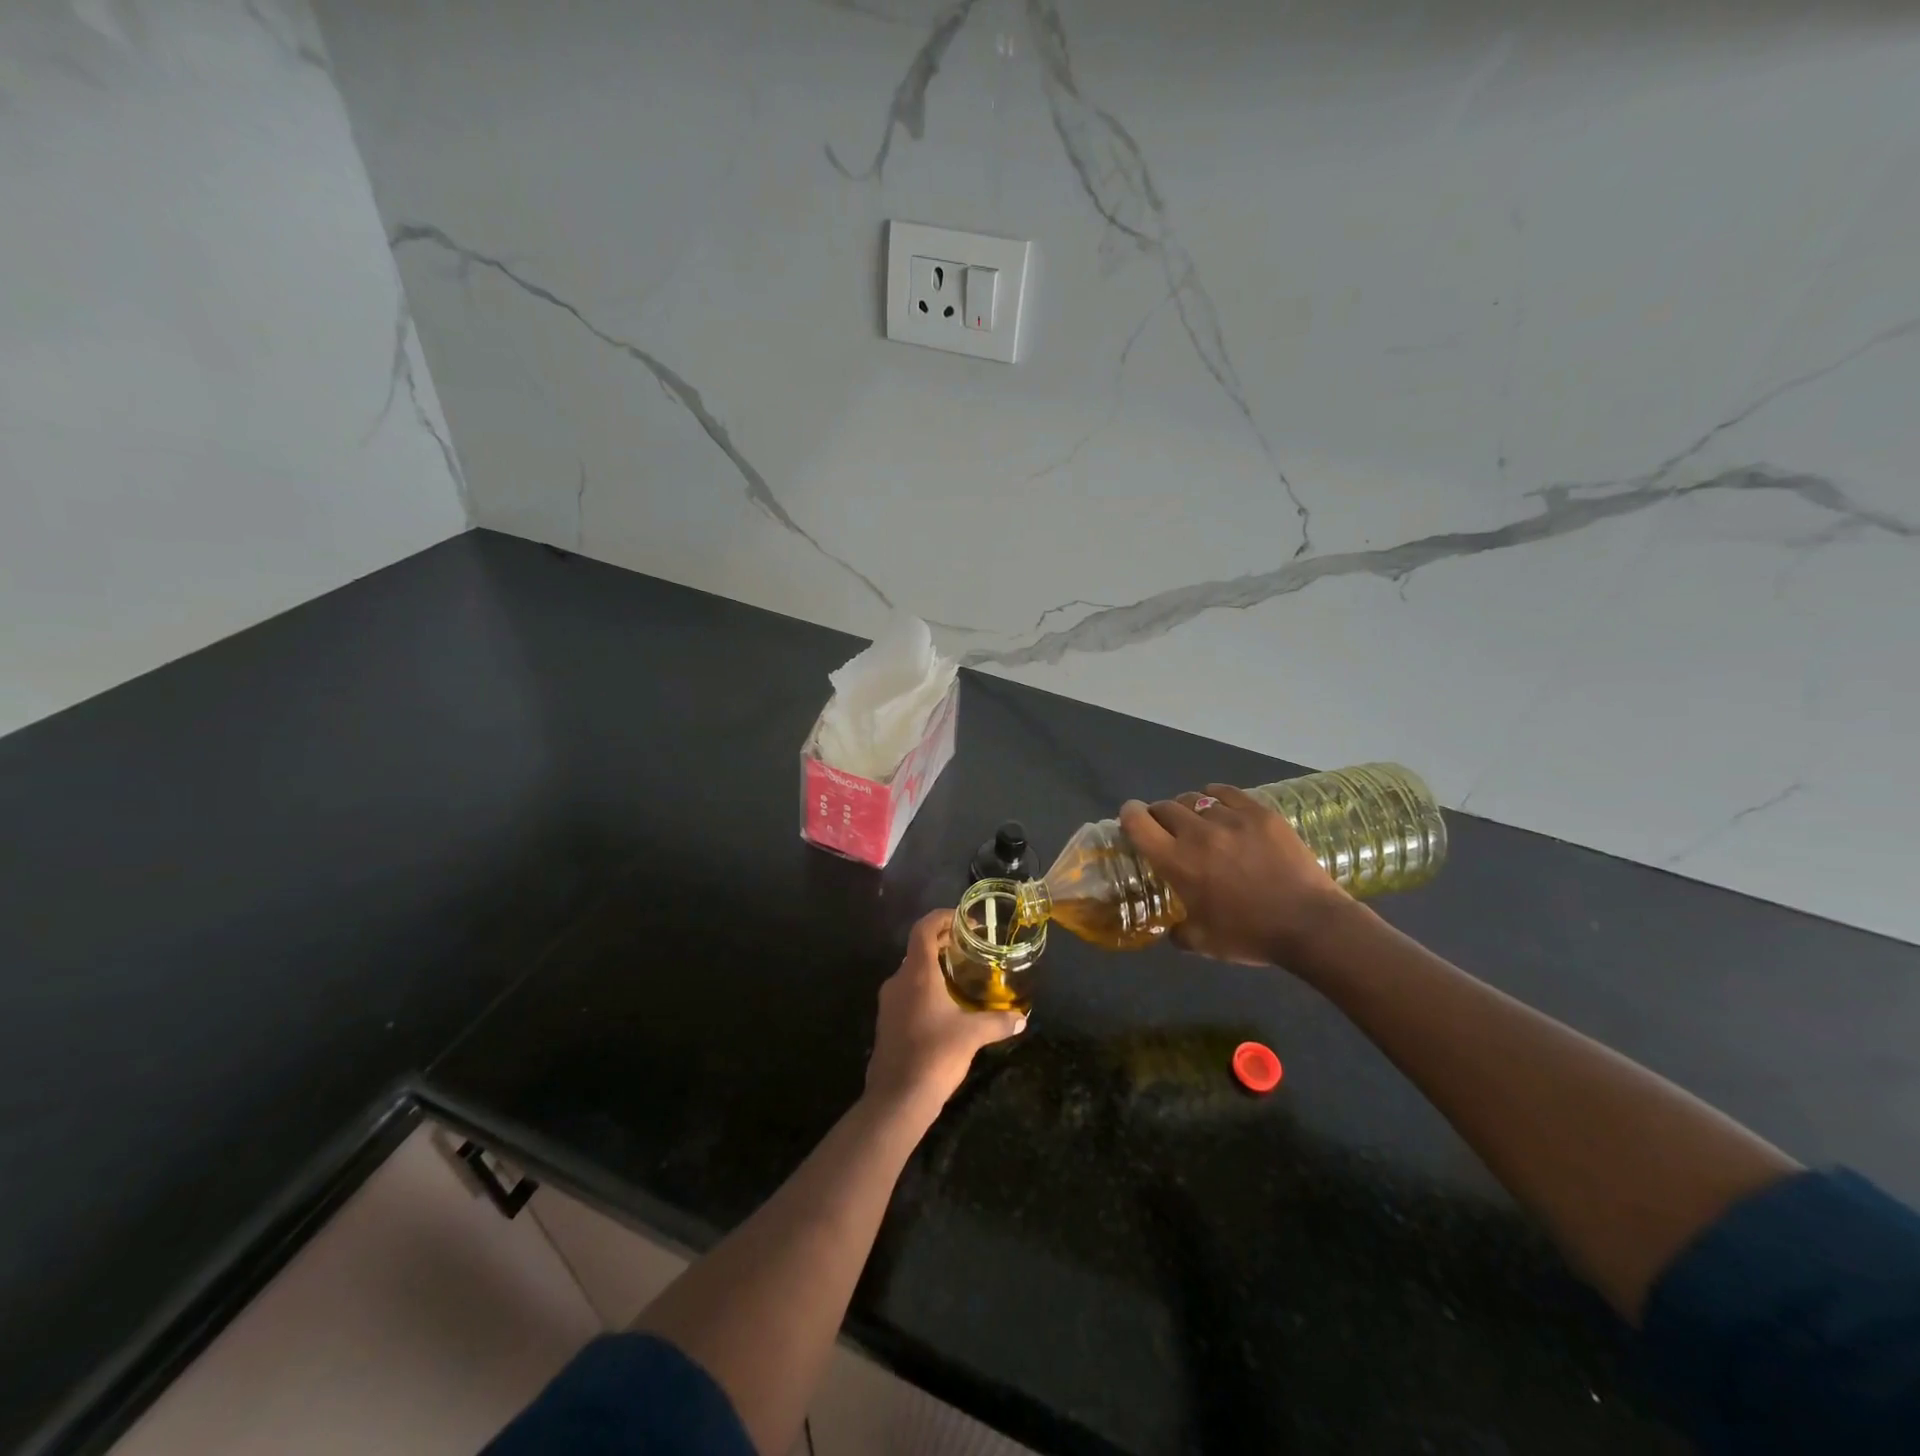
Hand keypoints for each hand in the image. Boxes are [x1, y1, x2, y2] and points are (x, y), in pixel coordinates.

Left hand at [865, 909, 1026, 1115]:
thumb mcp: (972, 1035)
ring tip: (960, 976)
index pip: (924, 929)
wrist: (897, 1098)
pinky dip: (924, 988)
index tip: (965, 921)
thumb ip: (998, 1022)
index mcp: (917, 973)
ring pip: (911, 972)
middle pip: (918, 948)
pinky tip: (944, 1007)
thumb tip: (1022, 1018)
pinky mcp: (886, 1022)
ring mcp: (889, 1002)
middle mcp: (899, 980)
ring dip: (933, 967)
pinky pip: (906, 993)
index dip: (942, 917)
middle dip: (942, 942)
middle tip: (969, 947)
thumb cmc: (935, 1054)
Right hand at [1119, 783, 1347, 966]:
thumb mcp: (1203, 943)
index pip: (1137, 822)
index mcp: (1177, 862)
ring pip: (1195, 798)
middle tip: (1167, 830)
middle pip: (1164, 806)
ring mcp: (1231, 819)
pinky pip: (1226, 793)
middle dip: (1159, 815)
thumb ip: (1178, 932)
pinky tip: (1221, 809)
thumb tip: (1170, 927)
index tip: (1131, 820)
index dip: (1128, 816)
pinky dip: (1216, 798)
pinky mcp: (1260, 813)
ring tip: (1198, 821)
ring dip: (1188, 808)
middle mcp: (1197, 833)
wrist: (1310, 924)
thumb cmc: (1251, 935)